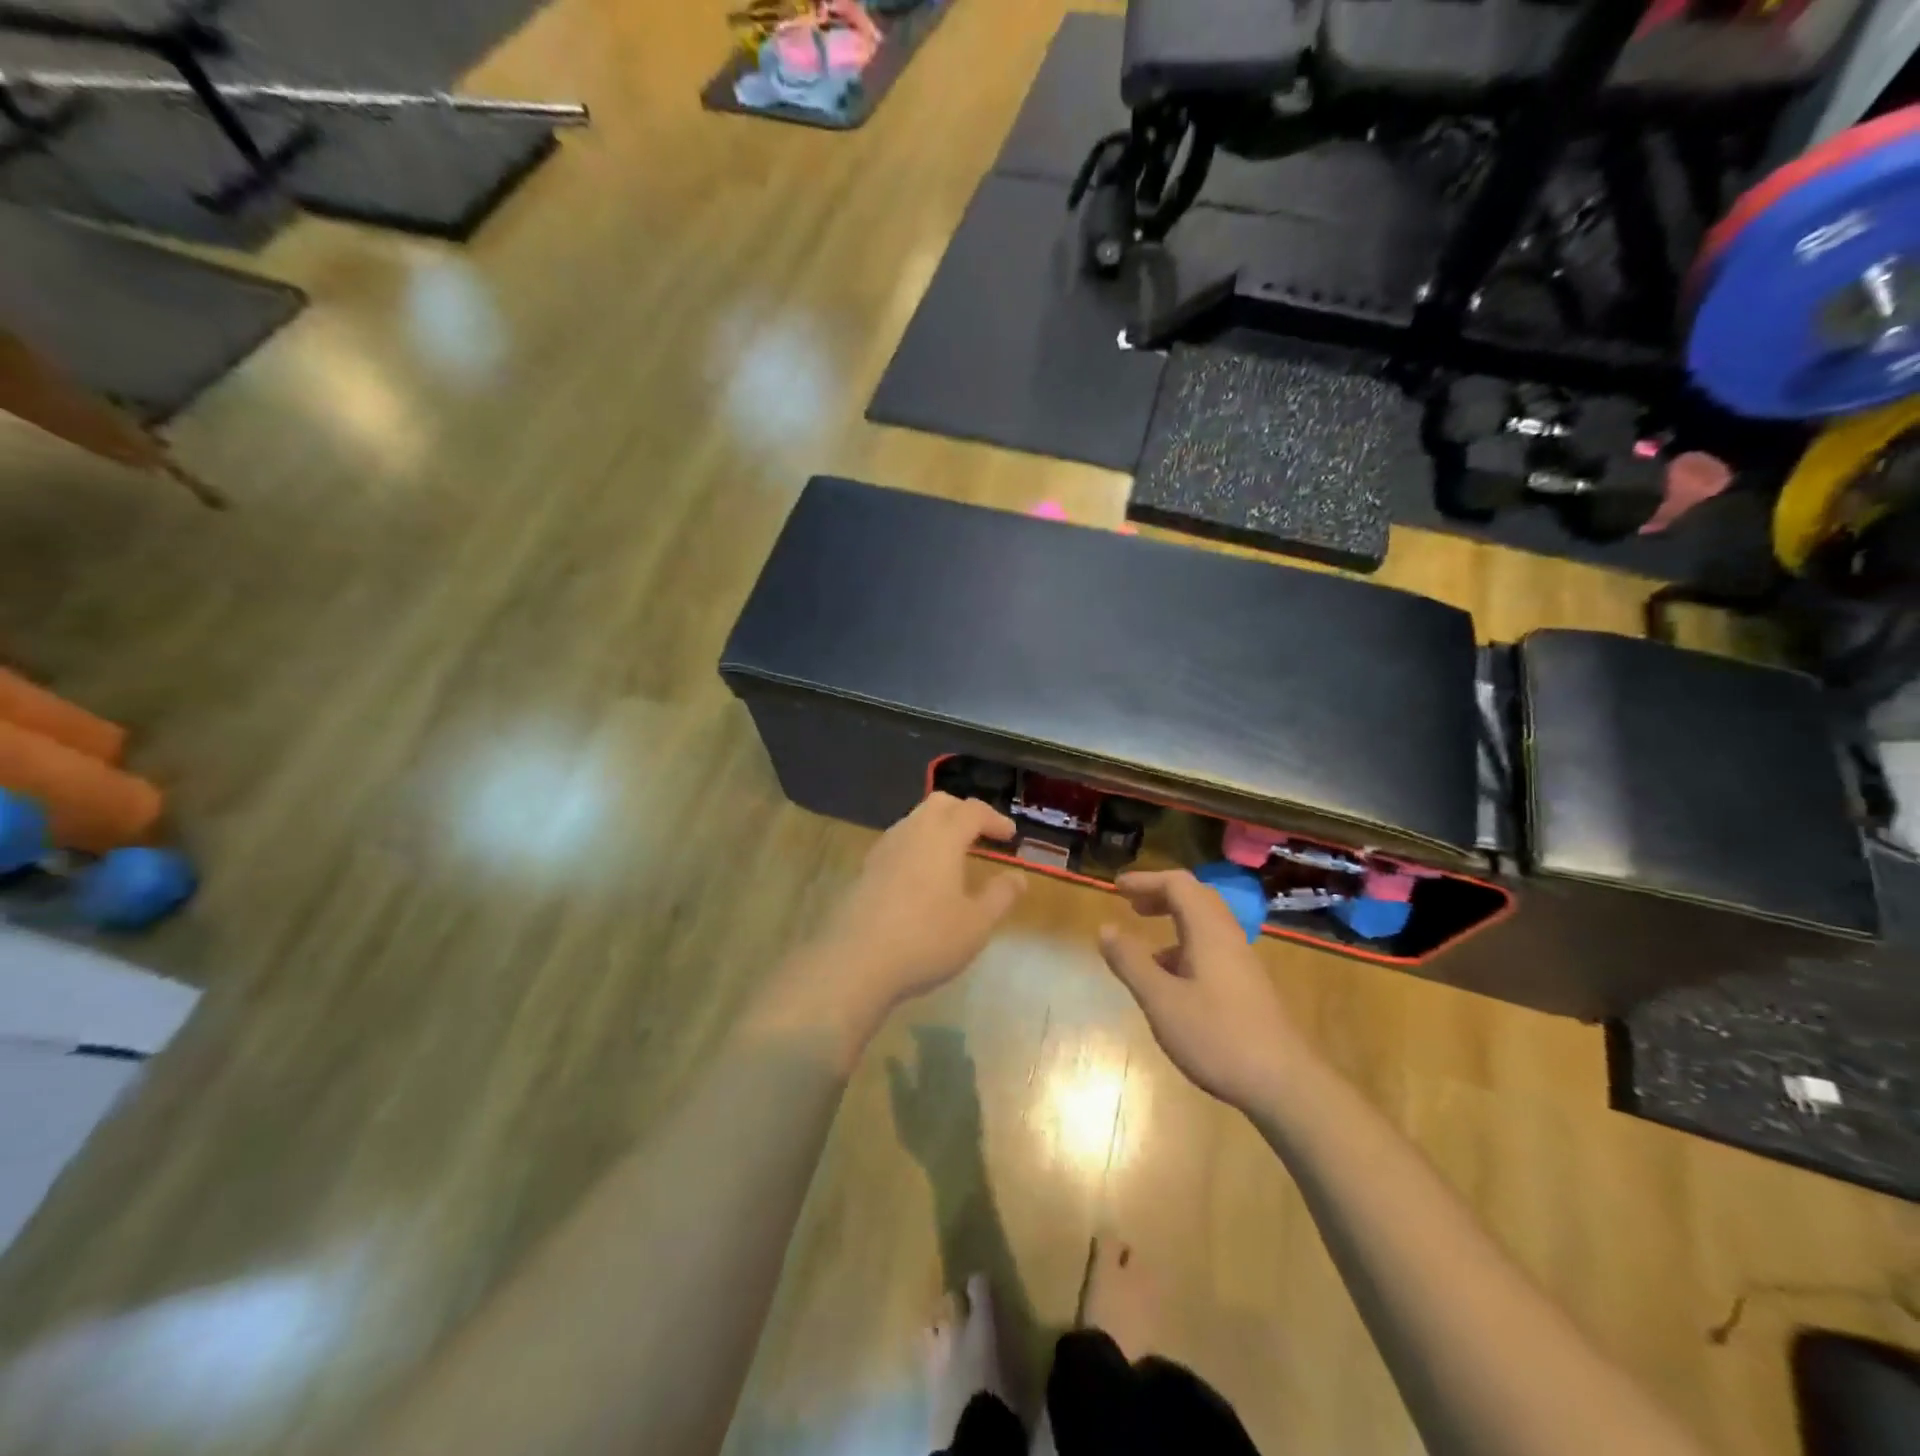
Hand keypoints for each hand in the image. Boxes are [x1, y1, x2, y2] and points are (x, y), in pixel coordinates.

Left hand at [755, 794, 1025, 1062]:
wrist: (856, 961)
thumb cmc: (926, 939)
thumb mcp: (976, 924)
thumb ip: (1000, 896)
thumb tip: (1017, 877)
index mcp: (942, 837)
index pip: (972, 811)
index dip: (994, 819)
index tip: (1010, 836)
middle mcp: (911, 832)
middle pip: (939, 804)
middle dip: (963, 812)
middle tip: (982, 834)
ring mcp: (883, 849)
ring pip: (915, 821)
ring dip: (938, 828)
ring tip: (954, 855)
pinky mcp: (866, 869)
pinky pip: (899, 842)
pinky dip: (918, 846)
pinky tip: (923, 876)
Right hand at [1098, 870, 1308, 1111]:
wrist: (1283, 1084)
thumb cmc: (1217, 1036)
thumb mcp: (1161, 1000)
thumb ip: (1131, 962)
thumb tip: (1105, 928)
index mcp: (1209, 931)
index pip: (1178, 884)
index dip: (1146, 880)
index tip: (1117, 888)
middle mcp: (1228, 938)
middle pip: (1196, 898)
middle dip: (1161, 896)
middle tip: (1131, 905)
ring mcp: (1242, 963)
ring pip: (1206, 926)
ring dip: (1174, 924)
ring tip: (1145, 950)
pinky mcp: (1247, 987)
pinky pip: (1212, 950)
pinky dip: (1185, 950)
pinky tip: (1171, 984)